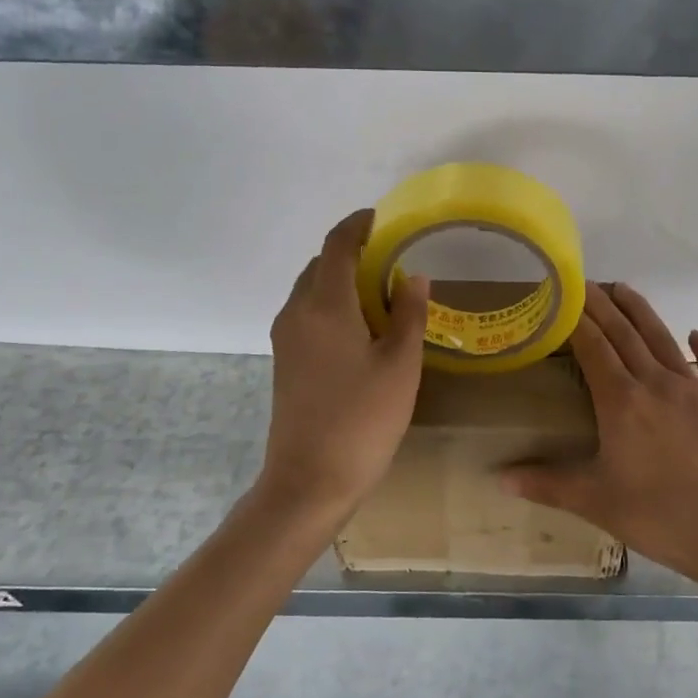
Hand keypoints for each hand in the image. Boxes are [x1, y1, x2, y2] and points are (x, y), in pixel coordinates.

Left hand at [257, 209, 430, 520]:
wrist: (310, 480)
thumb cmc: (363, 419)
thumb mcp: (400, 364)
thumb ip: (408, 314)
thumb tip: (413, 275)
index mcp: (324, 305)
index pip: (337, 245)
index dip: (359, 224)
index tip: (383, 217)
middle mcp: (296, 312)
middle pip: (320, 265)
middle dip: (352, 251)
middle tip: (392, 255)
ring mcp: (286, 338)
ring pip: (311, 290)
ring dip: (341, 279)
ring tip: (381, 289)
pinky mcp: (285, 361)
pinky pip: (307, 314)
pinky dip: (332, 304)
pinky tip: (361, 326)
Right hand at [503, 282, 697, 587]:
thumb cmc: (661, 517)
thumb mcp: (597, 503)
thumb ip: (548, 485)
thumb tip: (499, 477)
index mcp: (622, 402)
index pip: (593, 346)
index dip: (576, 318)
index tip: (562, 296)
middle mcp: (658, 383)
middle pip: (625, 333)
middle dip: (602, 304)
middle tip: (586, 281)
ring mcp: (697, 390)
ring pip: (664, 339)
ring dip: (642, 312)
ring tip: (625, 289)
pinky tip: (696, 335)